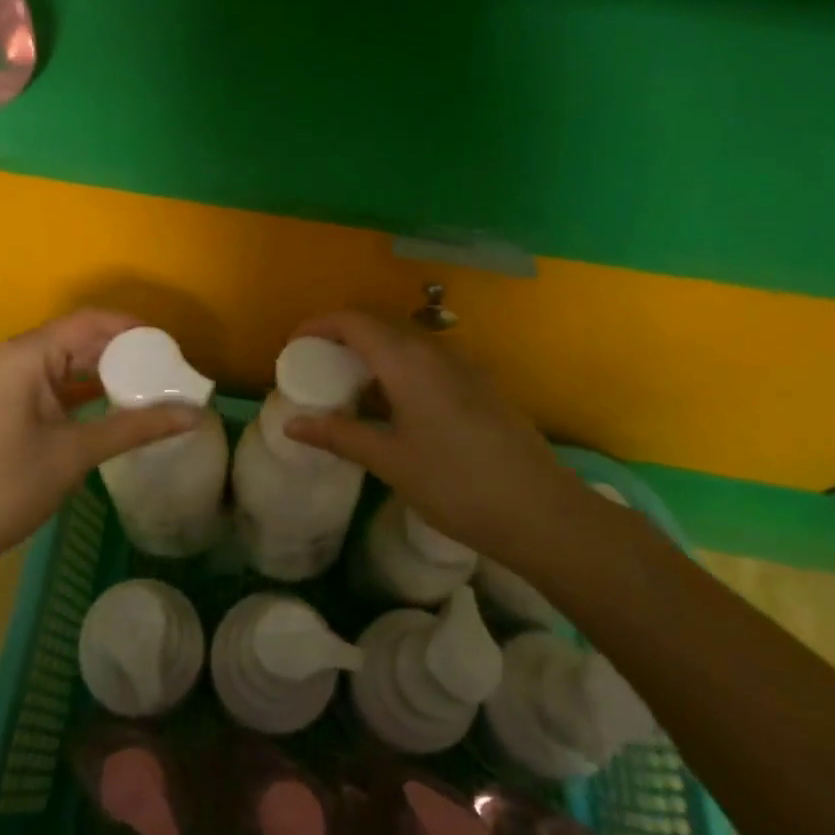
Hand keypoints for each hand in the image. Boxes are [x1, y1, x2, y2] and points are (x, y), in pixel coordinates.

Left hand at [0, 310, 199, 565]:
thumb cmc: (8, 484)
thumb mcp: (76, 452)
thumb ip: (136, 427)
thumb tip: (193, 415)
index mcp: (29, 355)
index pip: (90, 321)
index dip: (133, 328)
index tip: (172, 347)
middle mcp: (20, 357)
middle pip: (82, 337)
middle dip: (126, 349)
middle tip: (170, 368)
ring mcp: (16, 381)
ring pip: (73, 360)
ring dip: (111, 369)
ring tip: (155, 384)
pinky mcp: (17, 403)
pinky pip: (62, 383)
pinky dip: (92, 389)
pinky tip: (123, 404)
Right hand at [282, 311, 587, 557]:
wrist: (542, 512)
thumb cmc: (456, 485)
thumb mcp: (390, 461)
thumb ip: (340, 435)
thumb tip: (292, 425)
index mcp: (408, 362)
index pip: (354, 322)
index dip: (318, 325)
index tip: (294, 346)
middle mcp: (436, 352)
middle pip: (380, 327)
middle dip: (342, 340)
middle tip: (316, 369)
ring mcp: (464, 368)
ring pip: (407, 345)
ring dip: (373, 357)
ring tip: (350, 390)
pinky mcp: (481, 387)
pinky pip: (429, 363)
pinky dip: (399, 371)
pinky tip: (395, 409)